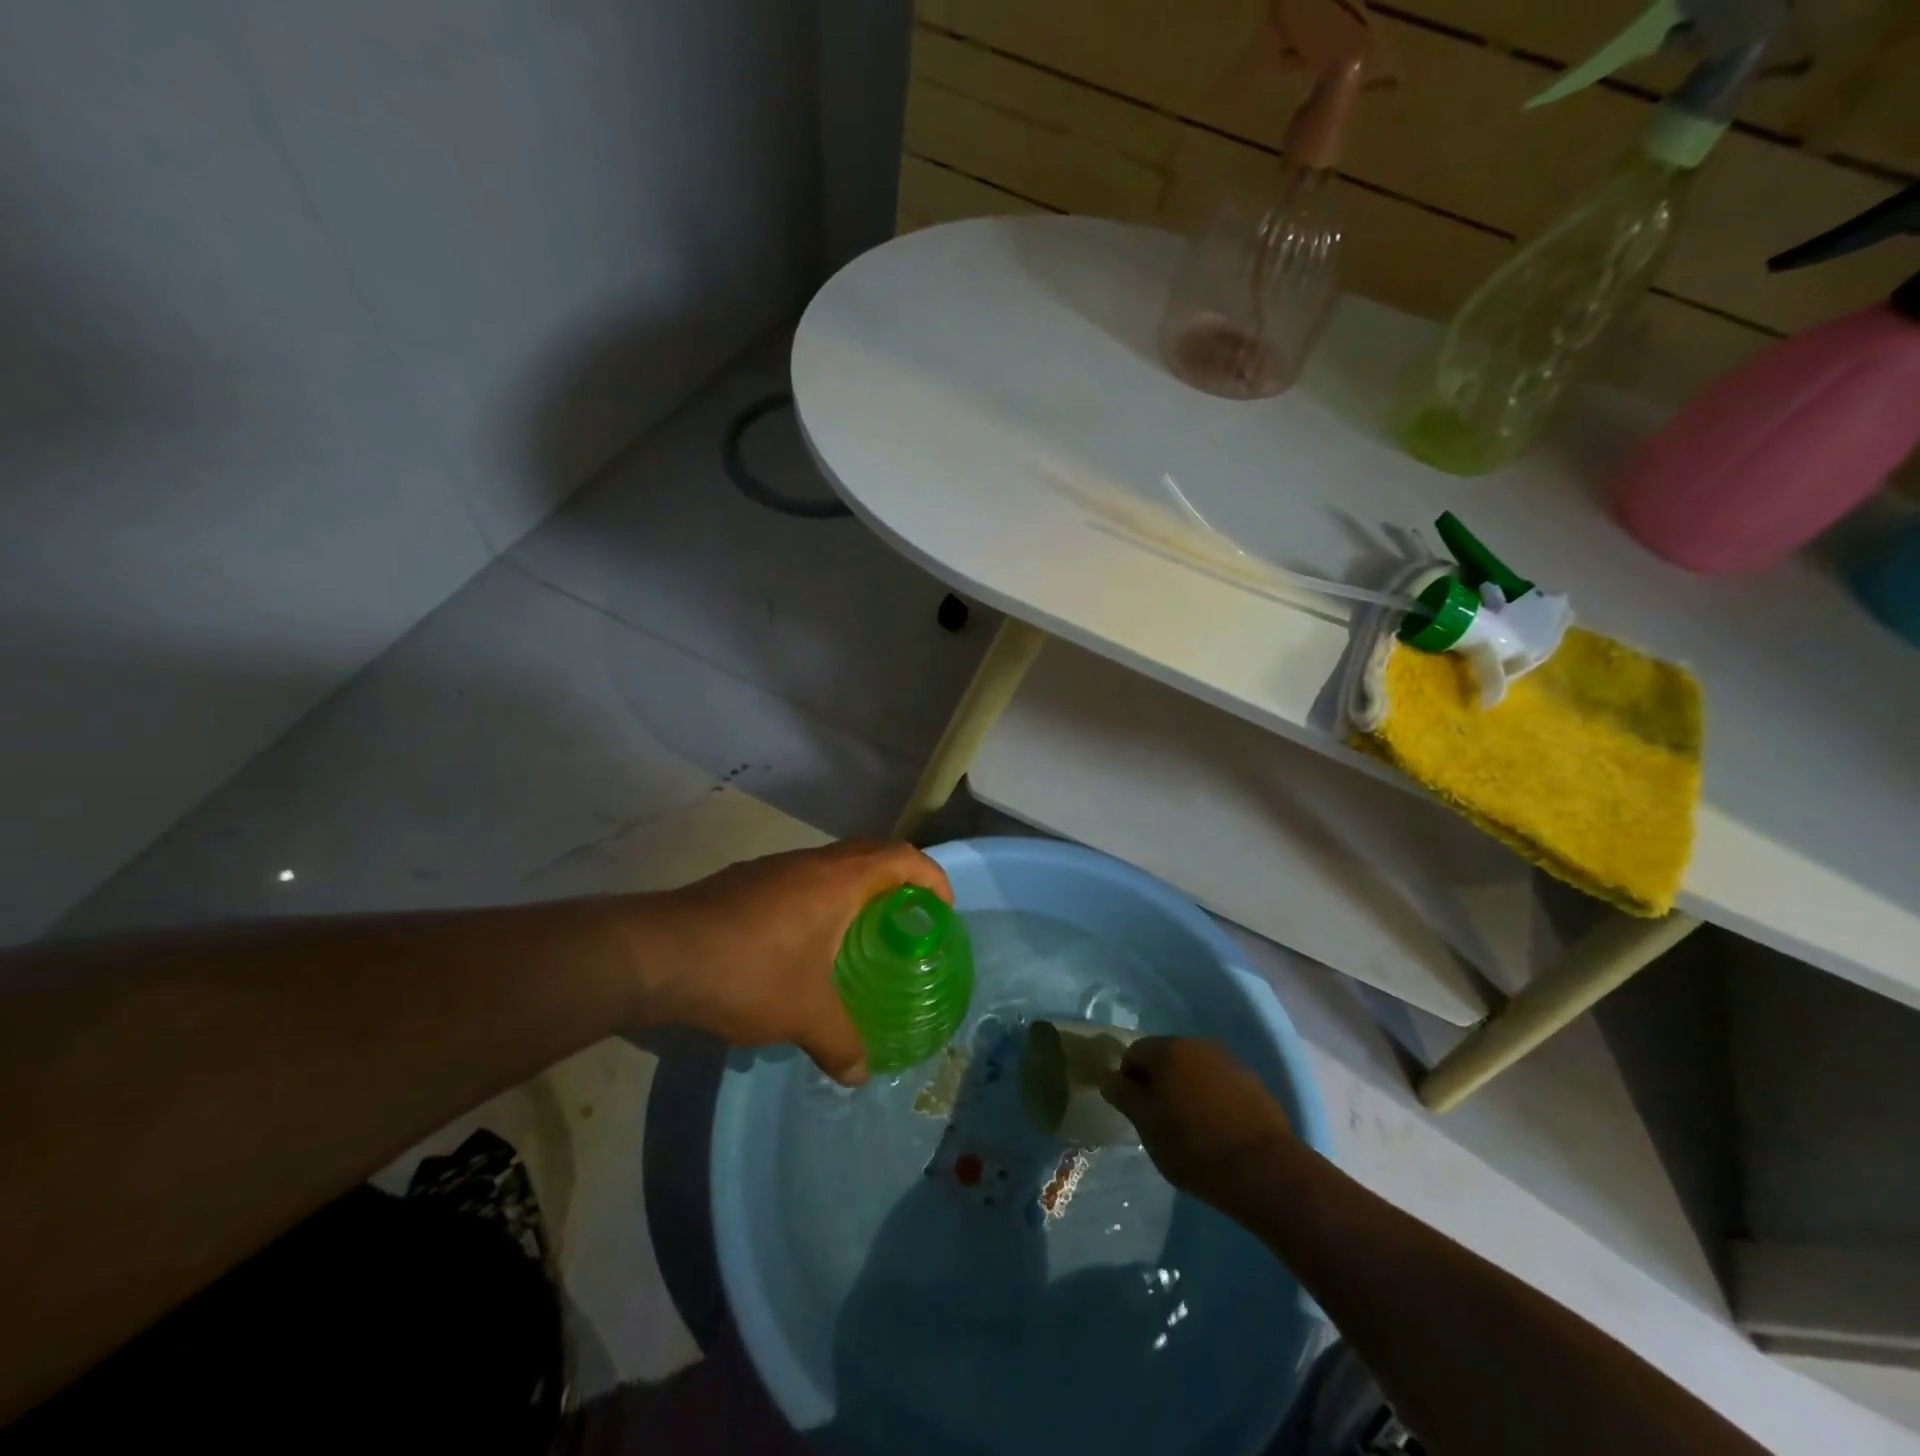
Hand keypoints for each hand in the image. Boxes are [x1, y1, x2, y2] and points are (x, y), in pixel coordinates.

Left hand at [636, 839, 952, 1085]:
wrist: (657, 954)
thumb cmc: (748, 971)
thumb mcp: (803, 1014)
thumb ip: (840, 1042)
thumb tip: (860, 1074)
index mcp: (840, 880)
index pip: (903, 857)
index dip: (931, 877)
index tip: (942, 909)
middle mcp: (812, 862)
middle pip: (871, 852)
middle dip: (898, 879)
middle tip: (907, 920)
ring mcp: (775, 868)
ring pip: (832, 864)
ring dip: (855, 888)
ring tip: (860, 933)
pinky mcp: (746, 881)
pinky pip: (801, 879)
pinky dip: (820, 899)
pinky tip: (804, 943)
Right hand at [1101, 1037, 1293, 1202]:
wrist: (1263, 1169)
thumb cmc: (1193, 1146)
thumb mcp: (1147, 1125)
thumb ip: (1124, 1096)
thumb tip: (1110, 1079)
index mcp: (1167, 1050)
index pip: (1134, 1053)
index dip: (1128, 1081)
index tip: (1136, 1113)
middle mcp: (1197, 1044)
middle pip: (1165, 1057)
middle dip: (1158, 1083)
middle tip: (1160, 1121)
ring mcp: (1228, 1061)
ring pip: (1193, 1069)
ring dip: (1185, 1089)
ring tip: (1190, 1127)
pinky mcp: (1251, 1081)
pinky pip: (1218, 1083)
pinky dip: (1211, 1098)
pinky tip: (1216, 1128)